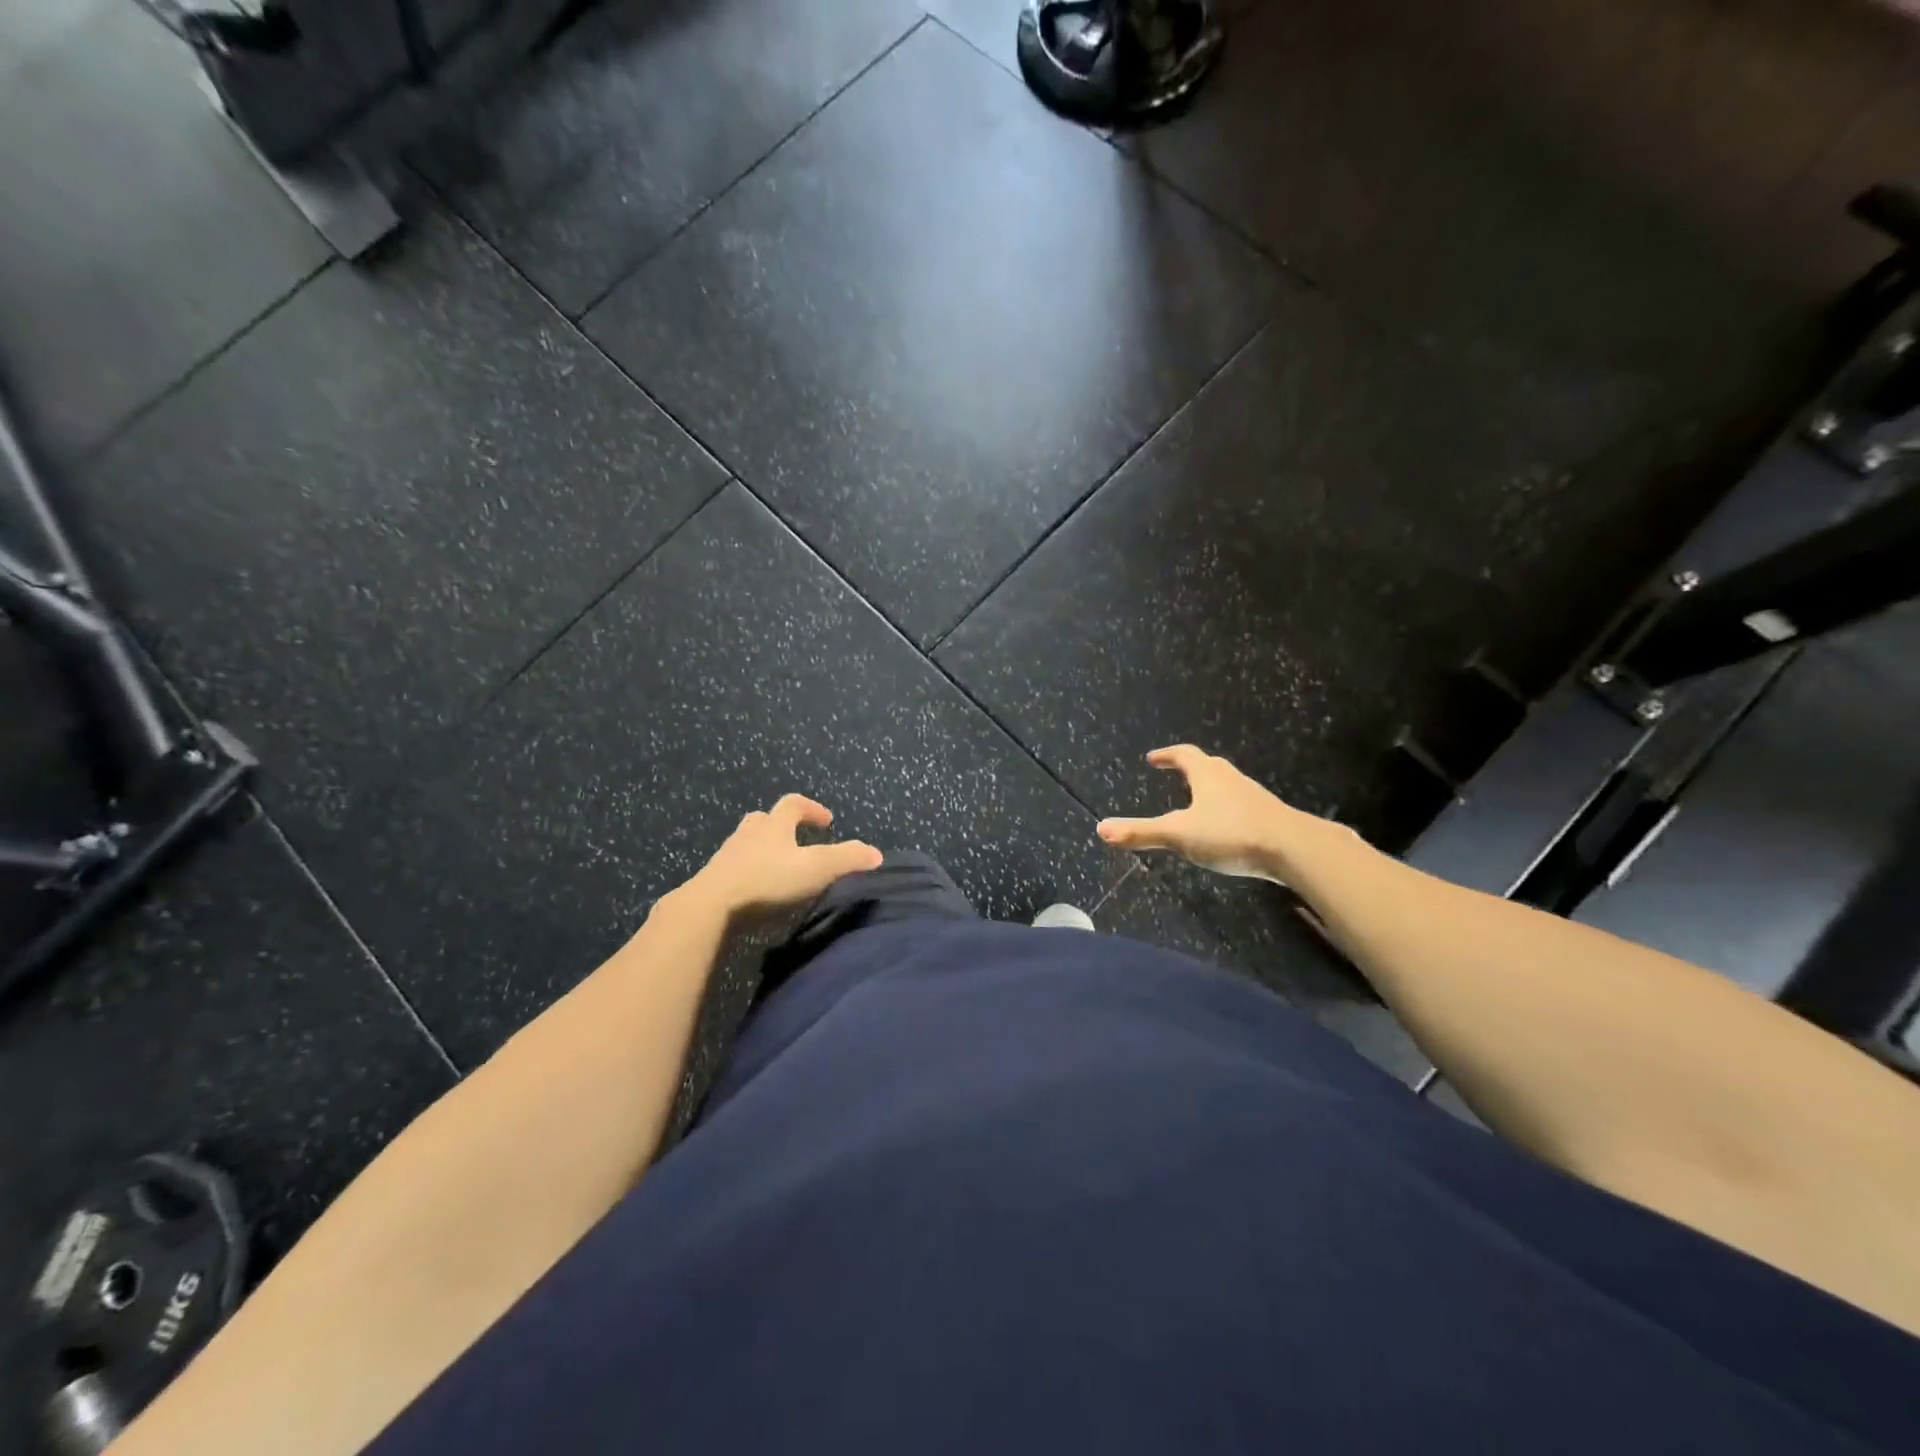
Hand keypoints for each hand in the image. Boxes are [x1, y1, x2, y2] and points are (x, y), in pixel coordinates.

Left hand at [682, 795, 882, 921]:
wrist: (710, 908)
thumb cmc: (768, 881)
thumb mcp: (816, 868)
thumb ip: (848, 859)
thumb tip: (877, 853)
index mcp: (774, 825)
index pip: (794, 804)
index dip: (812, 809)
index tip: (827, 821)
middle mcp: (749, 834)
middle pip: (765, 819)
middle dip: (782, 826)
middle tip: (797, 840)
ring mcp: (727, 856)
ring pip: (747, 843)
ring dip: (763, 849)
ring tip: (778, 868)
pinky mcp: (713, 880)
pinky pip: (734, 869)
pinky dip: (748, 873)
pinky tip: (756, 892)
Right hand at [1097, 745, 1304, 880]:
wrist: (1295, 849)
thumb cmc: (1231, 833)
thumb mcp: (1179, 834)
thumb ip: (1141, 833)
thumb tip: (1100, 829)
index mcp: (1207, 775)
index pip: (1184, 755)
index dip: (1167, 755)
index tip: (1153, 758)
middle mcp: (1231, 779)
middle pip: (1208, 766)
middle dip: (1190, 769)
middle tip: (1175, 775)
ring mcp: (1253, 797)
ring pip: (1227, 786)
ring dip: (1210, 790)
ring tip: (1197, 803)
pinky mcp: (1270, 817)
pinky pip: (1242, 806)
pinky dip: (1227, 811)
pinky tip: (1226, 830)